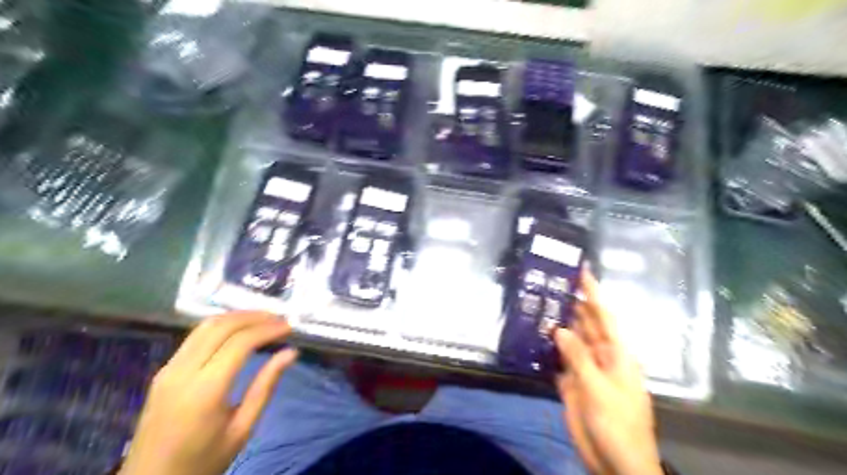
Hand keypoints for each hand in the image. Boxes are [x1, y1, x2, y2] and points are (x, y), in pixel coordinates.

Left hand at [119, 312, 297, 474]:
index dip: (268, 329)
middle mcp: (183, 371)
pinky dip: (222, 326)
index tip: (289, 327)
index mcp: (205, 390)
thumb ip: (266, 386)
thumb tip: (290, 353)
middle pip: (221, 326)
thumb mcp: (242, 429)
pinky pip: (195, 337)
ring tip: (264, 320)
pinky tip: (239, 331)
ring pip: (205, 326)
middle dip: (254, 316)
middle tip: (280, 319)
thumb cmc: (203, 461)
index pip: (240, 342)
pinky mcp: (164, 371)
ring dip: (237, 317)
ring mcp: (169, 369)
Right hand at [554, 271, 664, 474]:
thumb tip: (560, 328)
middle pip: (585, 324)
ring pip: (570, 340)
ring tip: (538, 304)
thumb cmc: (617, 423)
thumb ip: (578, 357)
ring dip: (557, 324)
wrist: (615, 463)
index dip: (593, 292)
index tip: (581, 270)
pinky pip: (558, 360)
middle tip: (550, 283)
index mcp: (616, 353)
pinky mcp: (571, 383)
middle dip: (571, 304)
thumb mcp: (599, 388)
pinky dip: (547, 349)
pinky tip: (533, 337)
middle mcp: (600, 355)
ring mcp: (585, 369)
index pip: (604, 315)